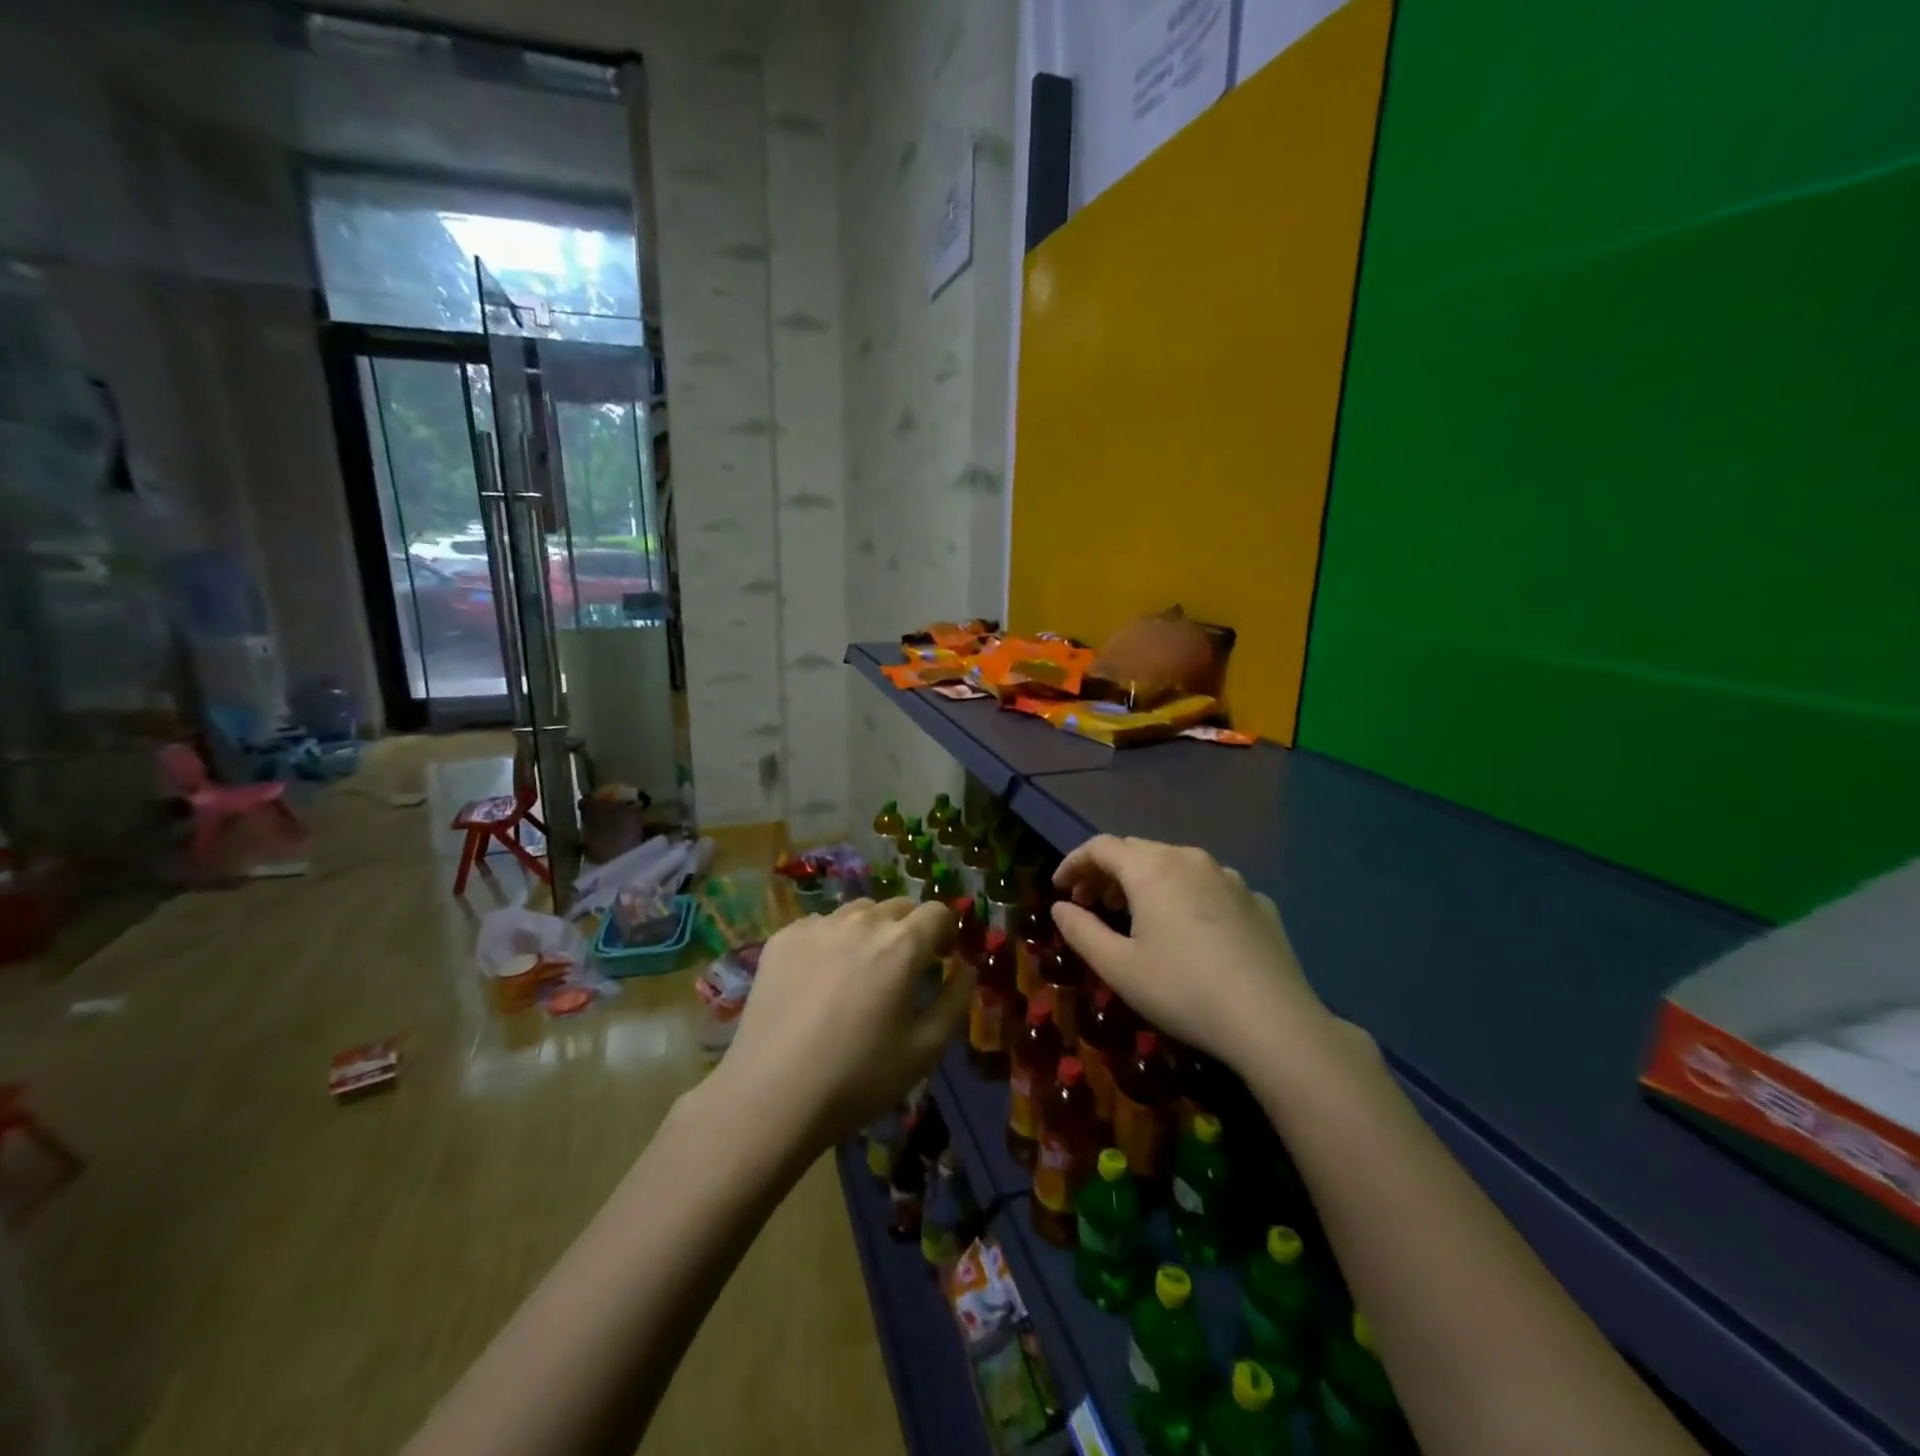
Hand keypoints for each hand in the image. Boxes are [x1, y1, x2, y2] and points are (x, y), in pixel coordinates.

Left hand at [718, 898, 969, 1150]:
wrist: (771, 1096)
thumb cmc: (858, 1077)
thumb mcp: (925, 1050)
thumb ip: (955, 1001)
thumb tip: (966, 969)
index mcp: (902, 944)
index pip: (937, 912)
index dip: (946, 932)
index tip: (942, 958)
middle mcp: (861, 922)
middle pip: (898, 906)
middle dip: (910, 929)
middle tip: (904, 968)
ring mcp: (817, 926)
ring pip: (858, 912)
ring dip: (871, 930)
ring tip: (861, 970)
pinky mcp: (782, 939)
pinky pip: (820, 926)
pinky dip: (832, 940)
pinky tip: (821, 978)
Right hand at [1050, 836, 1334, 1075]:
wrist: (1272, 1020)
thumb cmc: (1183, 990)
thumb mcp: (1118, 967)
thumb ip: (1081, 931)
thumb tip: (1061, 907)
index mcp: (1151, 869)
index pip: (1101, 847)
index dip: (1074, 863)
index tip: (1059, 888)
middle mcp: (1190, 859)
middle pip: (1137, 850)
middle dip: (1107, 871)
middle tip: (1091, 902)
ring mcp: (1229, 877)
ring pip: (1175, 864)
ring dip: (1145, 881)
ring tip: (1134, 914)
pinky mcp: (1256, 900)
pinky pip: (1208, 885)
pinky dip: (1185, 895)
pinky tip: (1188, 930)